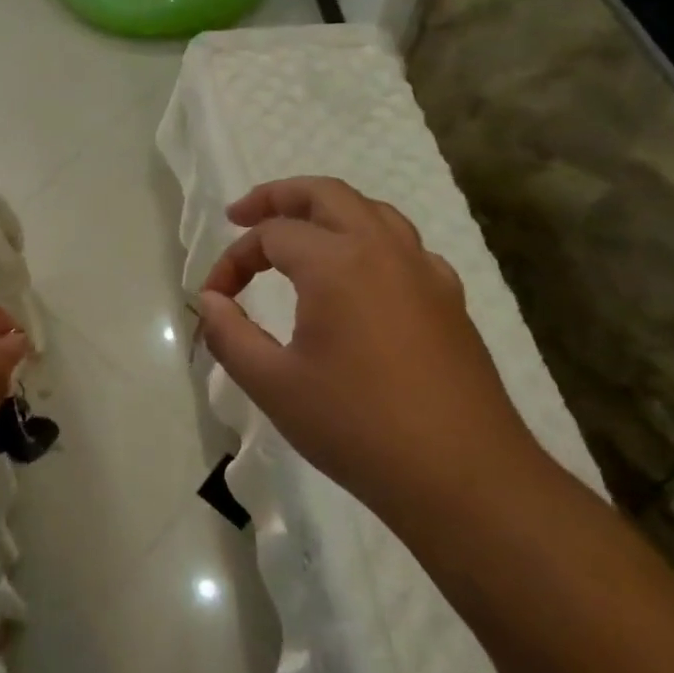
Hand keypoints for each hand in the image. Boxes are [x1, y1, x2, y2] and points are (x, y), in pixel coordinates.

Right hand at [196, 177, 538, 526]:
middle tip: (242, 216)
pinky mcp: (449, 299)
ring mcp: (424, 272)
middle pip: (326, 194)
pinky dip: (369, 241)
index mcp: (337, 263)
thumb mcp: (273, 385)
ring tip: (298, 233)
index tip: (215, 298)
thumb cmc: (357, 427)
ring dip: (326, 210)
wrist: (462, 477)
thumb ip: (230, 335)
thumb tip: (211, 302)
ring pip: (371, 211)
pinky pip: (403, 246)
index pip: (271, 236)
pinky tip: (360, 277)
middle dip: (278, 197)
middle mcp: (383, 250)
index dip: (233, 260)